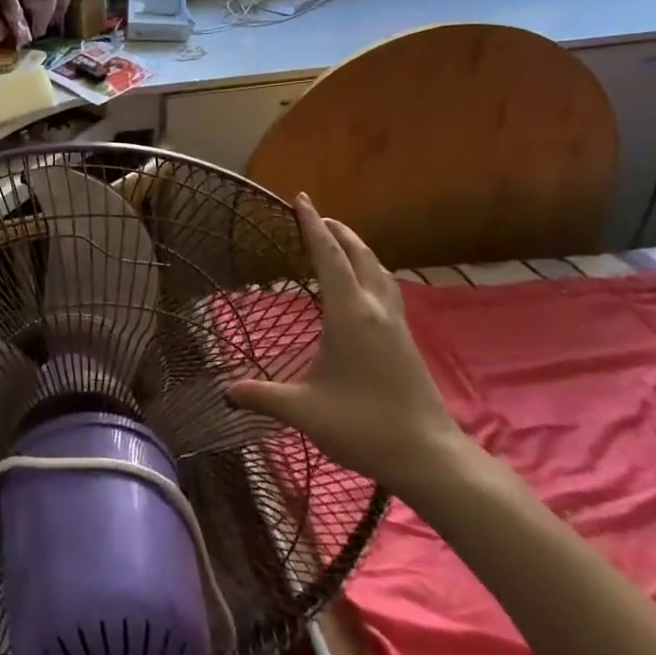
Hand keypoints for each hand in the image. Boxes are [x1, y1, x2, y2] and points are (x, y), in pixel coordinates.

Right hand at [228, 195, 466, 497]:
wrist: (429, 456)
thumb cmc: (364, 426)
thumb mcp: (304, 411)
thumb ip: (263, 396)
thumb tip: (226, 392)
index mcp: (350, 314)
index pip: (329, 257)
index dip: (312, 225)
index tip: (301, 198)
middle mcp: (375, 310)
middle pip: (360, 255)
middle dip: (338, 231)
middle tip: (317, 215)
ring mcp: (395, 324)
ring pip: (379, 270)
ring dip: (358, 249)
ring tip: (341, 242)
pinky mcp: (406, 340)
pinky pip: (387, 289)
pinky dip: (370, 272)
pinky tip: (364, 289)